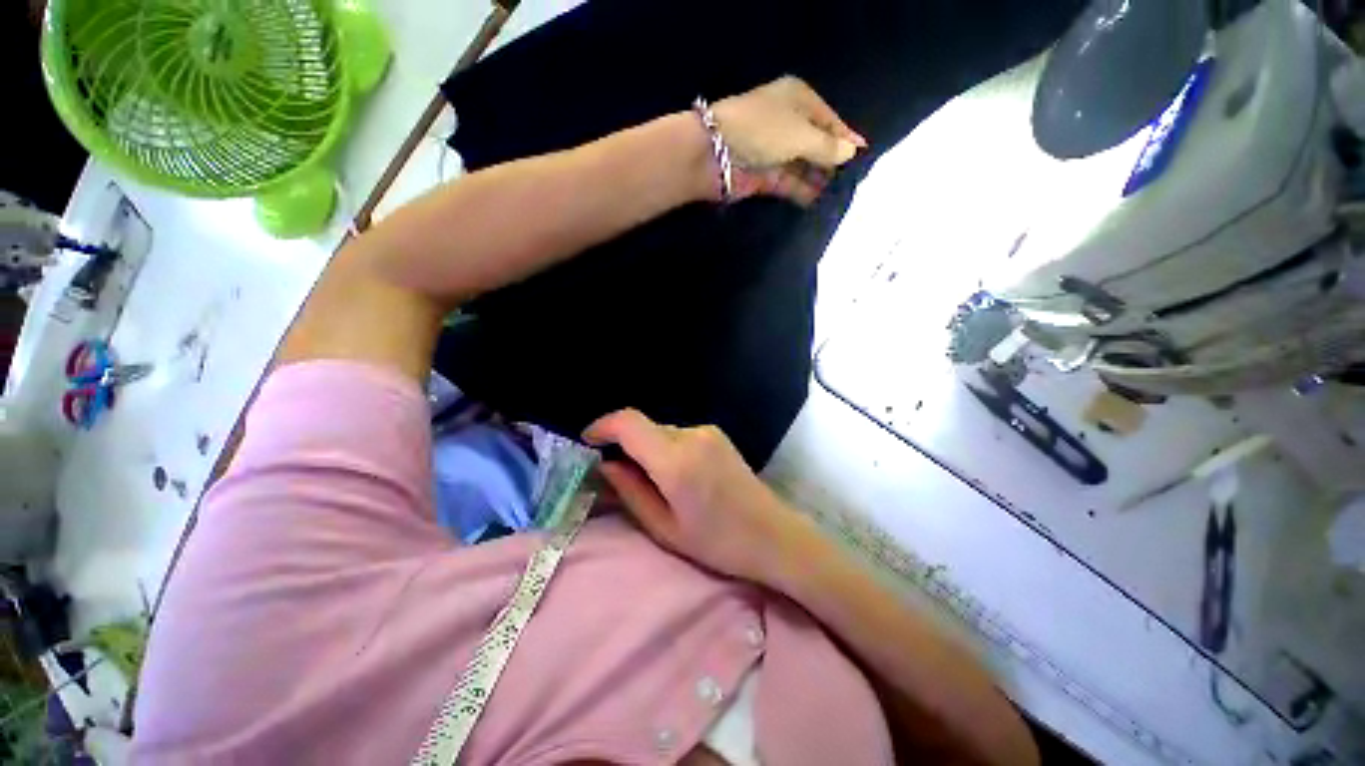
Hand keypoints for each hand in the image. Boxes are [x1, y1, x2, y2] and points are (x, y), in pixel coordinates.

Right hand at [584, 409, 810, 583]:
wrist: (774, 538)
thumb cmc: (718, 543)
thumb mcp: (665, 527)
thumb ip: (630, 492)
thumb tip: (605, 466)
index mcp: (675, 460)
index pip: (627, 423)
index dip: (601, 427)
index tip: (586, 444)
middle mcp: (692, 436)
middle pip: (643, 427)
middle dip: (622, 445)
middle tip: (613, 477)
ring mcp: (710, 433)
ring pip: (660, 432)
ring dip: (645, 450)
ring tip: (646, 486)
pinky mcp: (720, 438)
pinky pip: (679, 436)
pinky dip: (664, 451)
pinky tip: (672, 480)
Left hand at [712, 76, 867, 204]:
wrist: (711, 151)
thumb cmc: (764, 130)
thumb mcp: (806, 134)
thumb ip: (833, 147)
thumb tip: (851, 152)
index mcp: (797, 97)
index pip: (830, 118)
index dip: (846, 136)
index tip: (864, 156)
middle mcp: (786, 118)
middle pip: (818, 141)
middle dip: (834, 159)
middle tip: (855, 179)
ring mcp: (774, 146)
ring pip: (806, 162)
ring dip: (821, 177)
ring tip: (842, 193)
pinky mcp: (764, 171)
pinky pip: (791, 181)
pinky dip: (805, 191)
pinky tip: (822, 202)